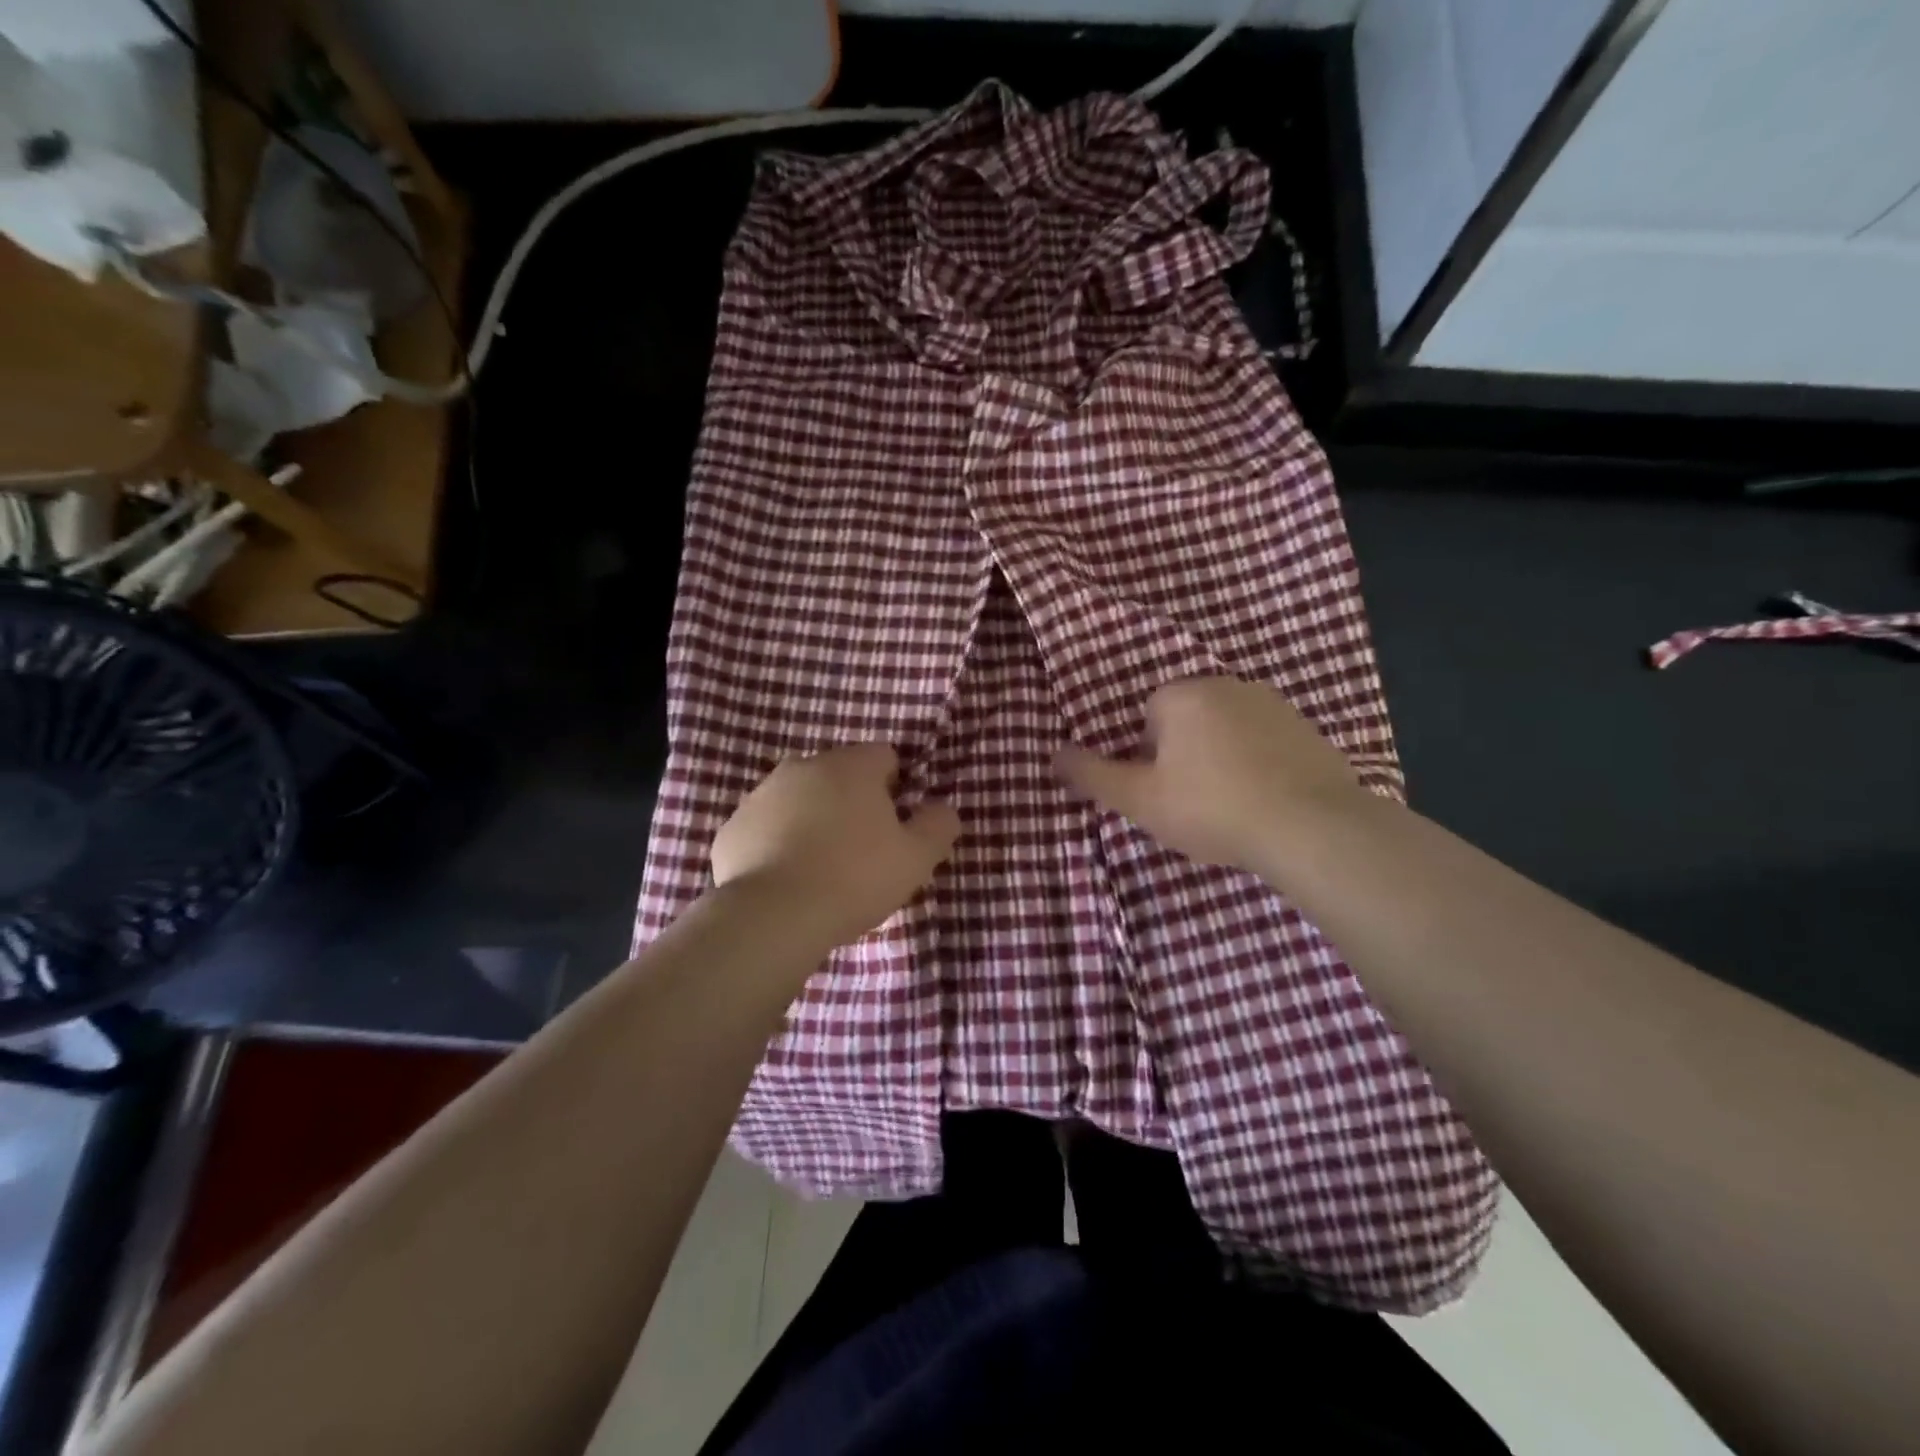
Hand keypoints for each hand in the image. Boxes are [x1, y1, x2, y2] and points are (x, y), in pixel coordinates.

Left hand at [711, 744, 960, 951]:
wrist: (772, 916)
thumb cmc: (854, 878)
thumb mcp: (915, 858)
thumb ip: (938, 826)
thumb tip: (943, 808)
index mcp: (851, 765)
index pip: (884, 756)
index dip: (895, 787)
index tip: (895, 825)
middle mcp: (803, 766)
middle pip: (838, 774)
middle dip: (851, 801)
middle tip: (861, 849)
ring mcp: (761, 794)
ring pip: (799, 798)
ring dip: (812, 819)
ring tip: (821, 867)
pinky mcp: (732, 827)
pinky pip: (766, 827)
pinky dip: (777, 842)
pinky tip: (787, 879)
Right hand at [1055, 676, 1370, 876]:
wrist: (1310, 827)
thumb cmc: (1211, 807)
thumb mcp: (1139, 799)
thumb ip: (1093, 775)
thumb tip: (1053, 754)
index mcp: (1182, 694)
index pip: (1148, 716)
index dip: (1148, 757)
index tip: (1162, 791)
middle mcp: (1227, 685)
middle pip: (1188, 720)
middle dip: (1184, 754)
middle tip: (1192, 802)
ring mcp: (1274, 705)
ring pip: (1228, 731)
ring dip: (1222, 758)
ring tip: (1230, 806)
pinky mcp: (1309, 729)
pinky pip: (1267, 744)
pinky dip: (1260, 765)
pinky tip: (1266, 802)